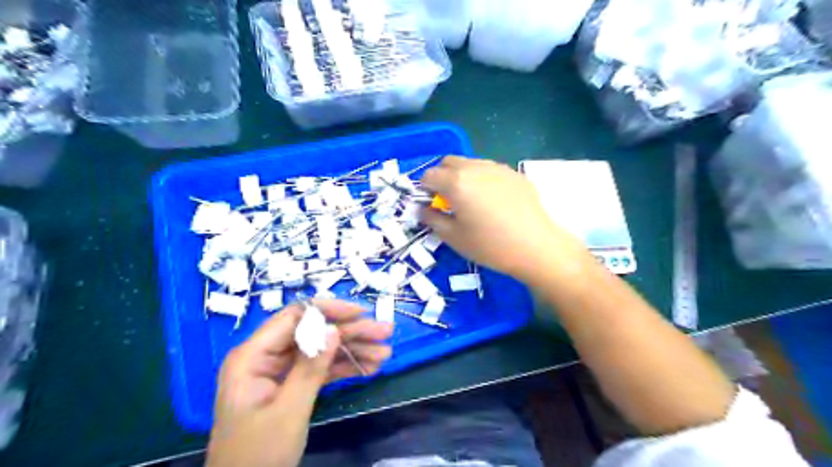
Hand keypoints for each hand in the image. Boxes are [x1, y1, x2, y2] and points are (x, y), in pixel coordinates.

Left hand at [207, 299, 391, 465]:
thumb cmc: (258, 455)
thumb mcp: (288, 411)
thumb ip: (311, 368)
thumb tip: (334, 330)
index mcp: (252, 356)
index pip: (294, 317)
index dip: (329, 311)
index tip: (361, 313)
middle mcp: (266, 357)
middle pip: (313, 333)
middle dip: (350, 332)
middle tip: (385, 332)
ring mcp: (279, 372)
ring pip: (321, 350)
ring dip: (353, 351)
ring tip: (385, 353)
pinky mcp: (291, 386)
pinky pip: (320, 369)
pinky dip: (344, 368)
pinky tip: (369, 368)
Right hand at [419, 158, 586, 283]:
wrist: (536, 247)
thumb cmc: (490, 245)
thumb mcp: (453, 237)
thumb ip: (432, 219)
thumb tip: (422, 209)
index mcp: (456, 182)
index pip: (429, 175)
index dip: (424, 189)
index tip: (431, 204)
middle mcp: (475, 167)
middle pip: (449, 162)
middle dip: (442, 177)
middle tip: (449, 201)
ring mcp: (498, 168)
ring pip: (471, 163)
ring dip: (463, 176)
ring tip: (472, 200)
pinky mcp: (515, 174)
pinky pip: (490, 170)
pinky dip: (483, 179)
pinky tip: (494, 201)